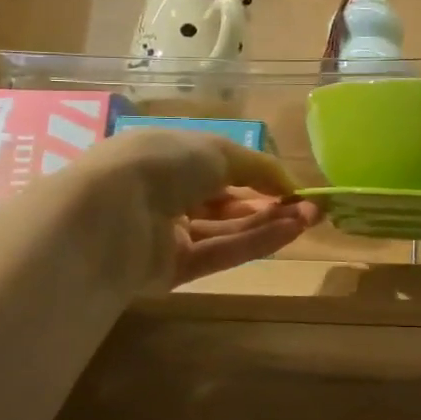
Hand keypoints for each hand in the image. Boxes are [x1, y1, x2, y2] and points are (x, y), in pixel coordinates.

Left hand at [84, 129, 318, 291]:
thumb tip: (289, 183)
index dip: (257, 175)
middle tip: (312, 207)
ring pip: (227, 229)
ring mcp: (167, 234)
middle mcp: (166, 193)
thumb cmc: (162, 163)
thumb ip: (258, 166)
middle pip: (227, 202)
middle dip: (271, 203)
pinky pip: (219, 253)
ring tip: (310, 219)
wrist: (109, 213)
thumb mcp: (217, 150)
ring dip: (269, 222)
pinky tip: (290, 233)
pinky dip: (255, 242)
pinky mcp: (171, 269)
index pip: (219, 167)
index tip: (293, 185)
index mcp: (168, 156)